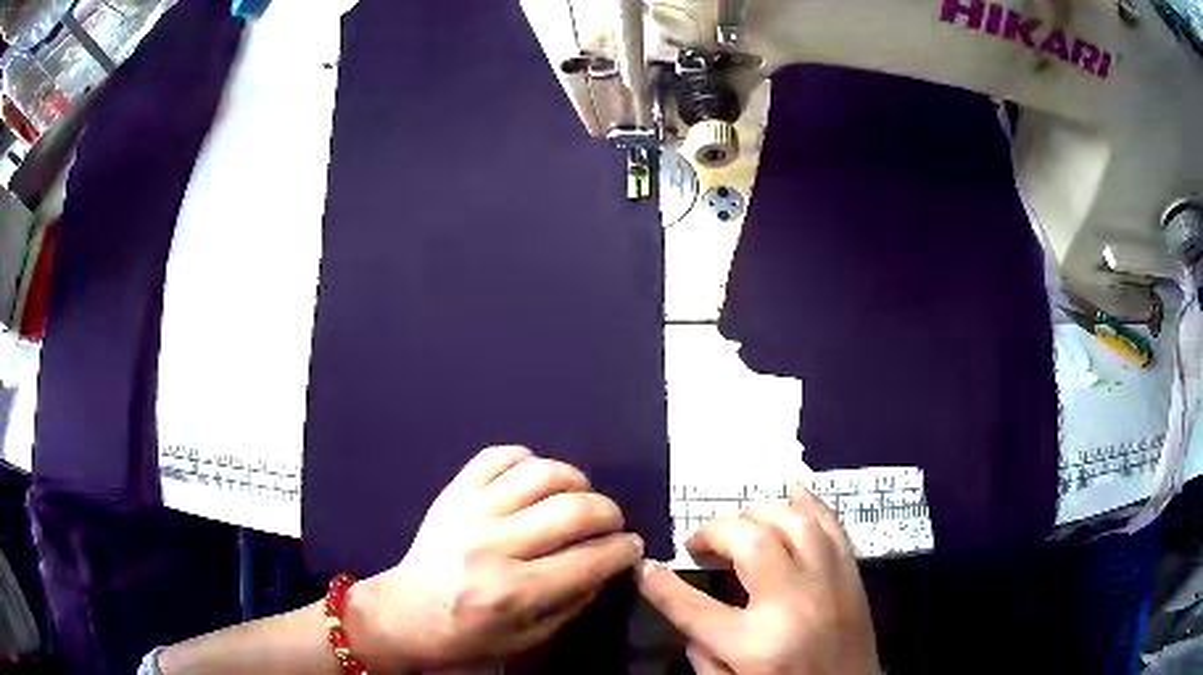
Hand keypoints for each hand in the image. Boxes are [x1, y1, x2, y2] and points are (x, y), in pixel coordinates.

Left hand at [348, 446, 642, 670]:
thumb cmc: (468, 636)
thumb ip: (574, 601)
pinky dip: (527, 459)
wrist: (405, 614)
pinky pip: (497, 456)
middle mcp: (495, 546)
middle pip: (573, 509)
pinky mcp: (454, 493)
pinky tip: (537, 478)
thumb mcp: (528, 638)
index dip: (624, 549)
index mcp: (515, 591)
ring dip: (575, 479)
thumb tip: (608, 564)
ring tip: (579, 496)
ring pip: (540, 473)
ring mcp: (471, 512)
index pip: (591, 559)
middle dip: (610, 512)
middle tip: (612, 523)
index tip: (633, 547)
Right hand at [636, 484, 879, 674]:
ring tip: (739, 526)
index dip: (660, 584)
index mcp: (756, 644)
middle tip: (698, 543)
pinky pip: (833, 526)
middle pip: (750, 543)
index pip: (693, 606)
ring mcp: (830, 583)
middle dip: (715, 532)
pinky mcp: (852, 576)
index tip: (644, 566)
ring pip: (794, 523)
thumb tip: (690, 614)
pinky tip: (790, 493)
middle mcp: (794, 603)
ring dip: (759, 514)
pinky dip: (810, 504)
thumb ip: (703, 656)